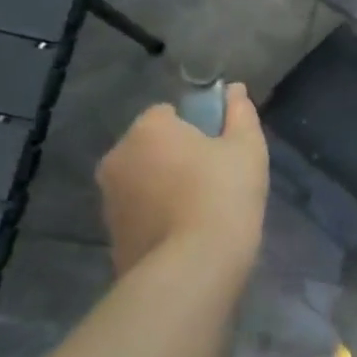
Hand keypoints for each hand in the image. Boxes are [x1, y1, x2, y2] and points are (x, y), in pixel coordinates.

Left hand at [97, 86, 269, 276]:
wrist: (192, 266)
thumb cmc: (224, 194)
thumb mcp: (247, 148)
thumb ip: (241, 114)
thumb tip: (235, 89)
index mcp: (148, 129)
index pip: (168, 112)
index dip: (197, 126)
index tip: (220, 148)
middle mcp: (117, 157)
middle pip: (151, 146)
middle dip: (176, 156)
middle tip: (215, 179)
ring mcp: (109, 198)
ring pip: (143, 180)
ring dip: (165, 187)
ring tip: (202, 211)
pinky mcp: (111, 233)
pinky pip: (140, 212)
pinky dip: (158, 216)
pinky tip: (186, 234)